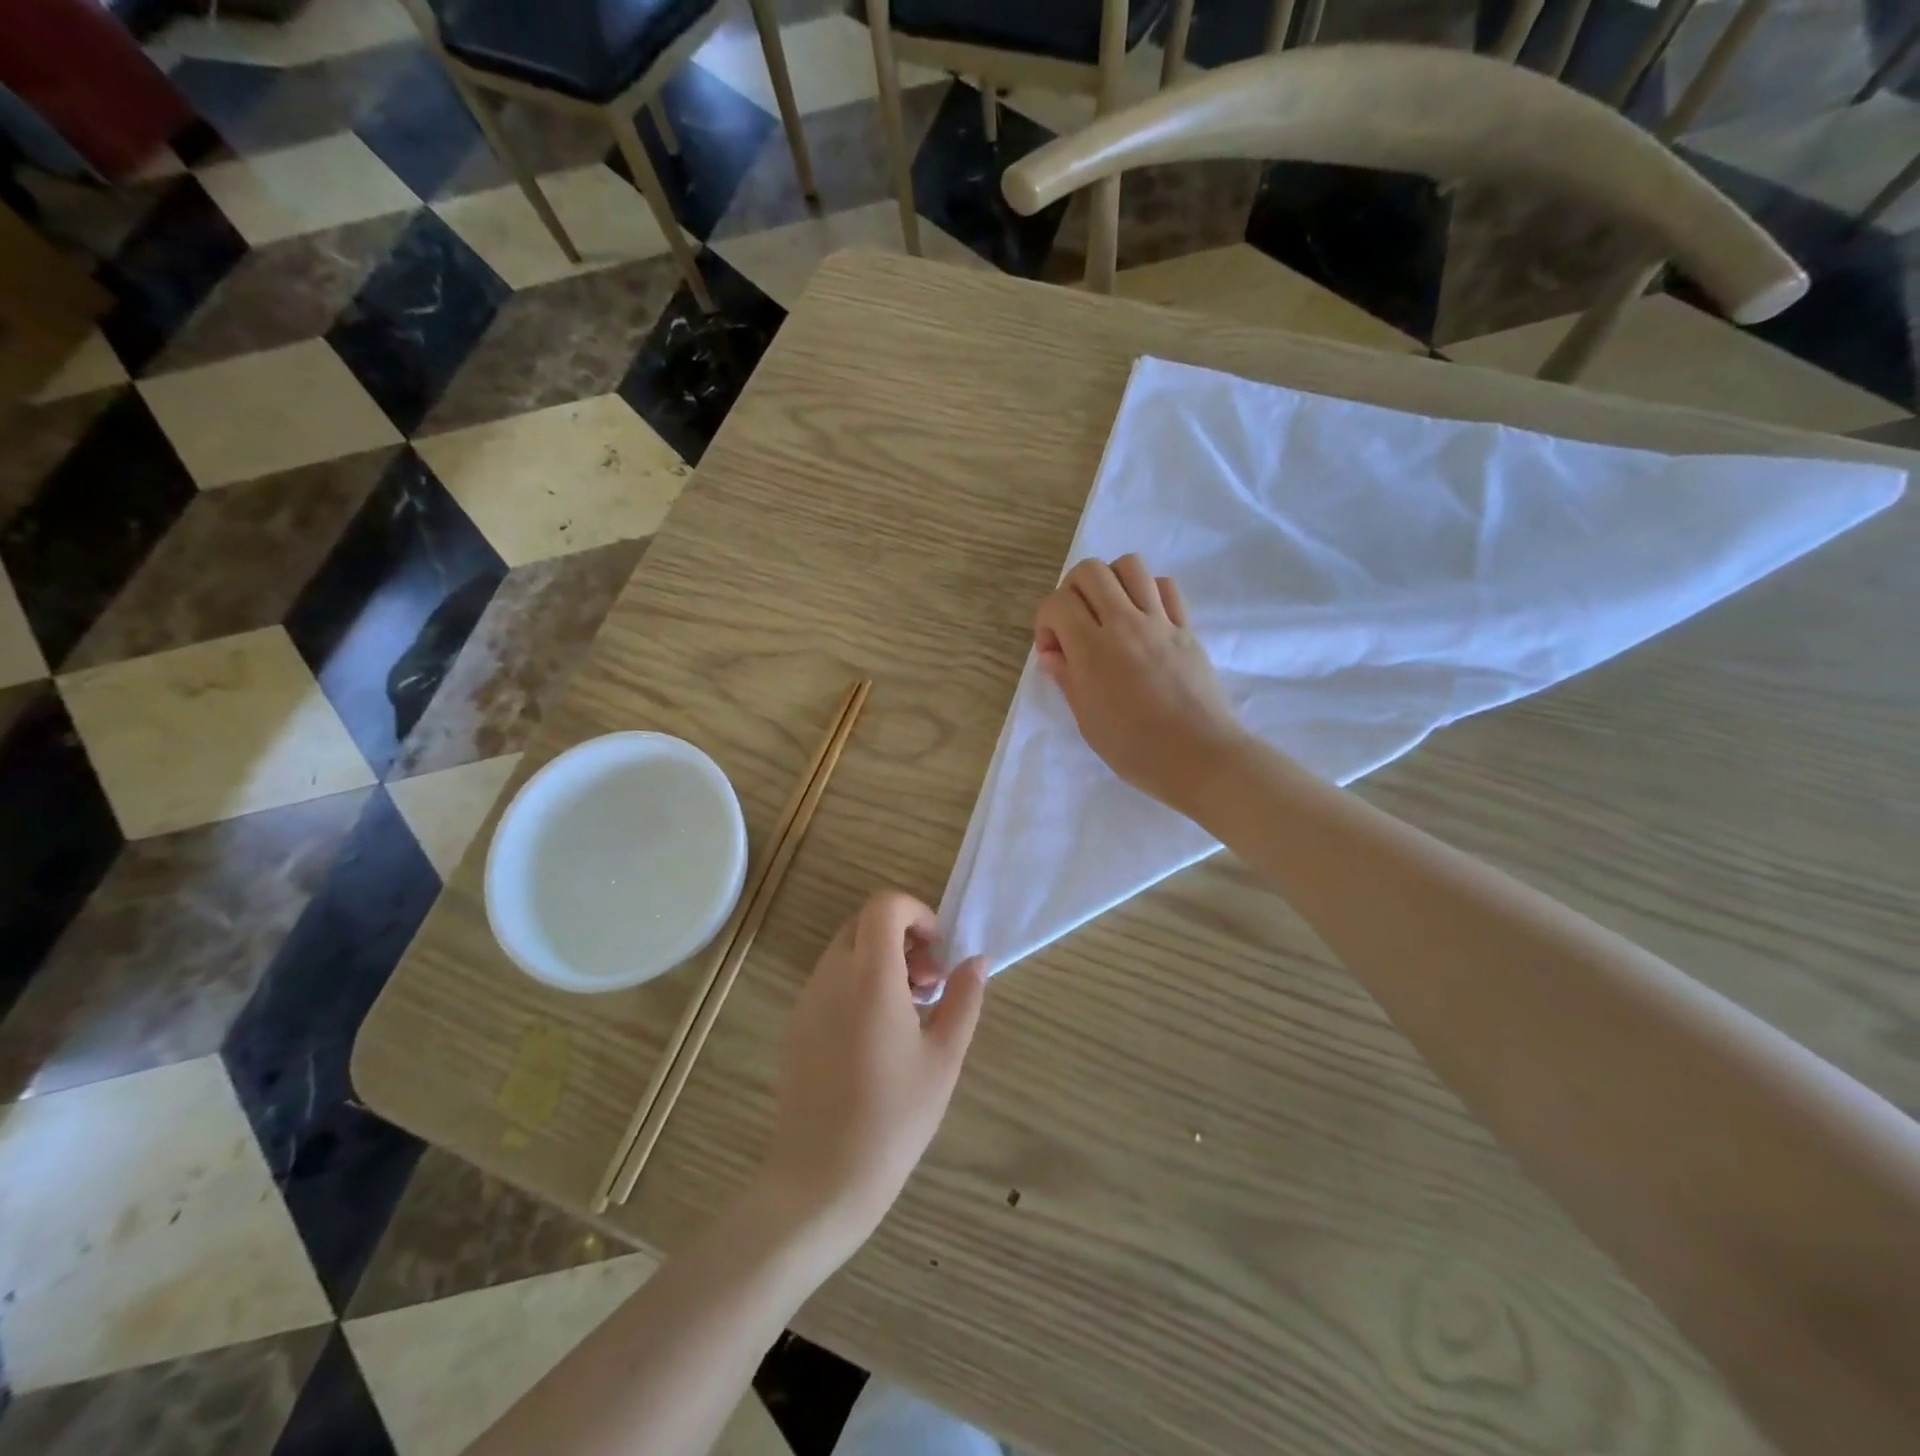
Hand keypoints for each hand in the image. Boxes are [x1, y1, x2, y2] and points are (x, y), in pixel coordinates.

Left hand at [757, 893, 986, 1261]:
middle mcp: (832, 976)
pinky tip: (879, 1035)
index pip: (884, 906)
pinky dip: (859, 983)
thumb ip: (963, 999)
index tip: (937, 950)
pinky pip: (831, 980)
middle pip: (865, 924)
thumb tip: (975, 961)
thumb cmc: (893, 1118)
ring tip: (910, 1013)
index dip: (915, 912)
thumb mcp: (944, 1058)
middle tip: (929, 984)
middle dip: (902, 937)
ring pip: (847, 951)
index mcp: (870, 977)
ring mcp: (808, 1000)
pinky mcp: (796, 1025)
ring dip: (882, 961)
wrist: (821, 1179)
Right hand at [1035, 556, 1248, 813]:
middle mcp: (1124, 623)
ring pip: (1130, 566)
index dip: (1046, 622)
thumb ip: (1067, 678)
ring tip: (1110, 613)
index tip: (1055, 652)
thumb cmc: (1135, 749)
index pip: (1057, 603)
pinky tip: (1143, 618)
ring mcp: (1159, 622)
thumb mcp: (1087, 721)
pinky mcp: (1186, 628)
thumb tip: (1052, 652)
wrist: (1200, 757)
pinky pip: (1165, 586)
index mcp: (1092, 649)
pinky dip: (1147, 590)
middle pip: (1090, 571)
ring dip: (1111, 581)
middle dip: (1073, 590)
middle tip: (1077, 624)